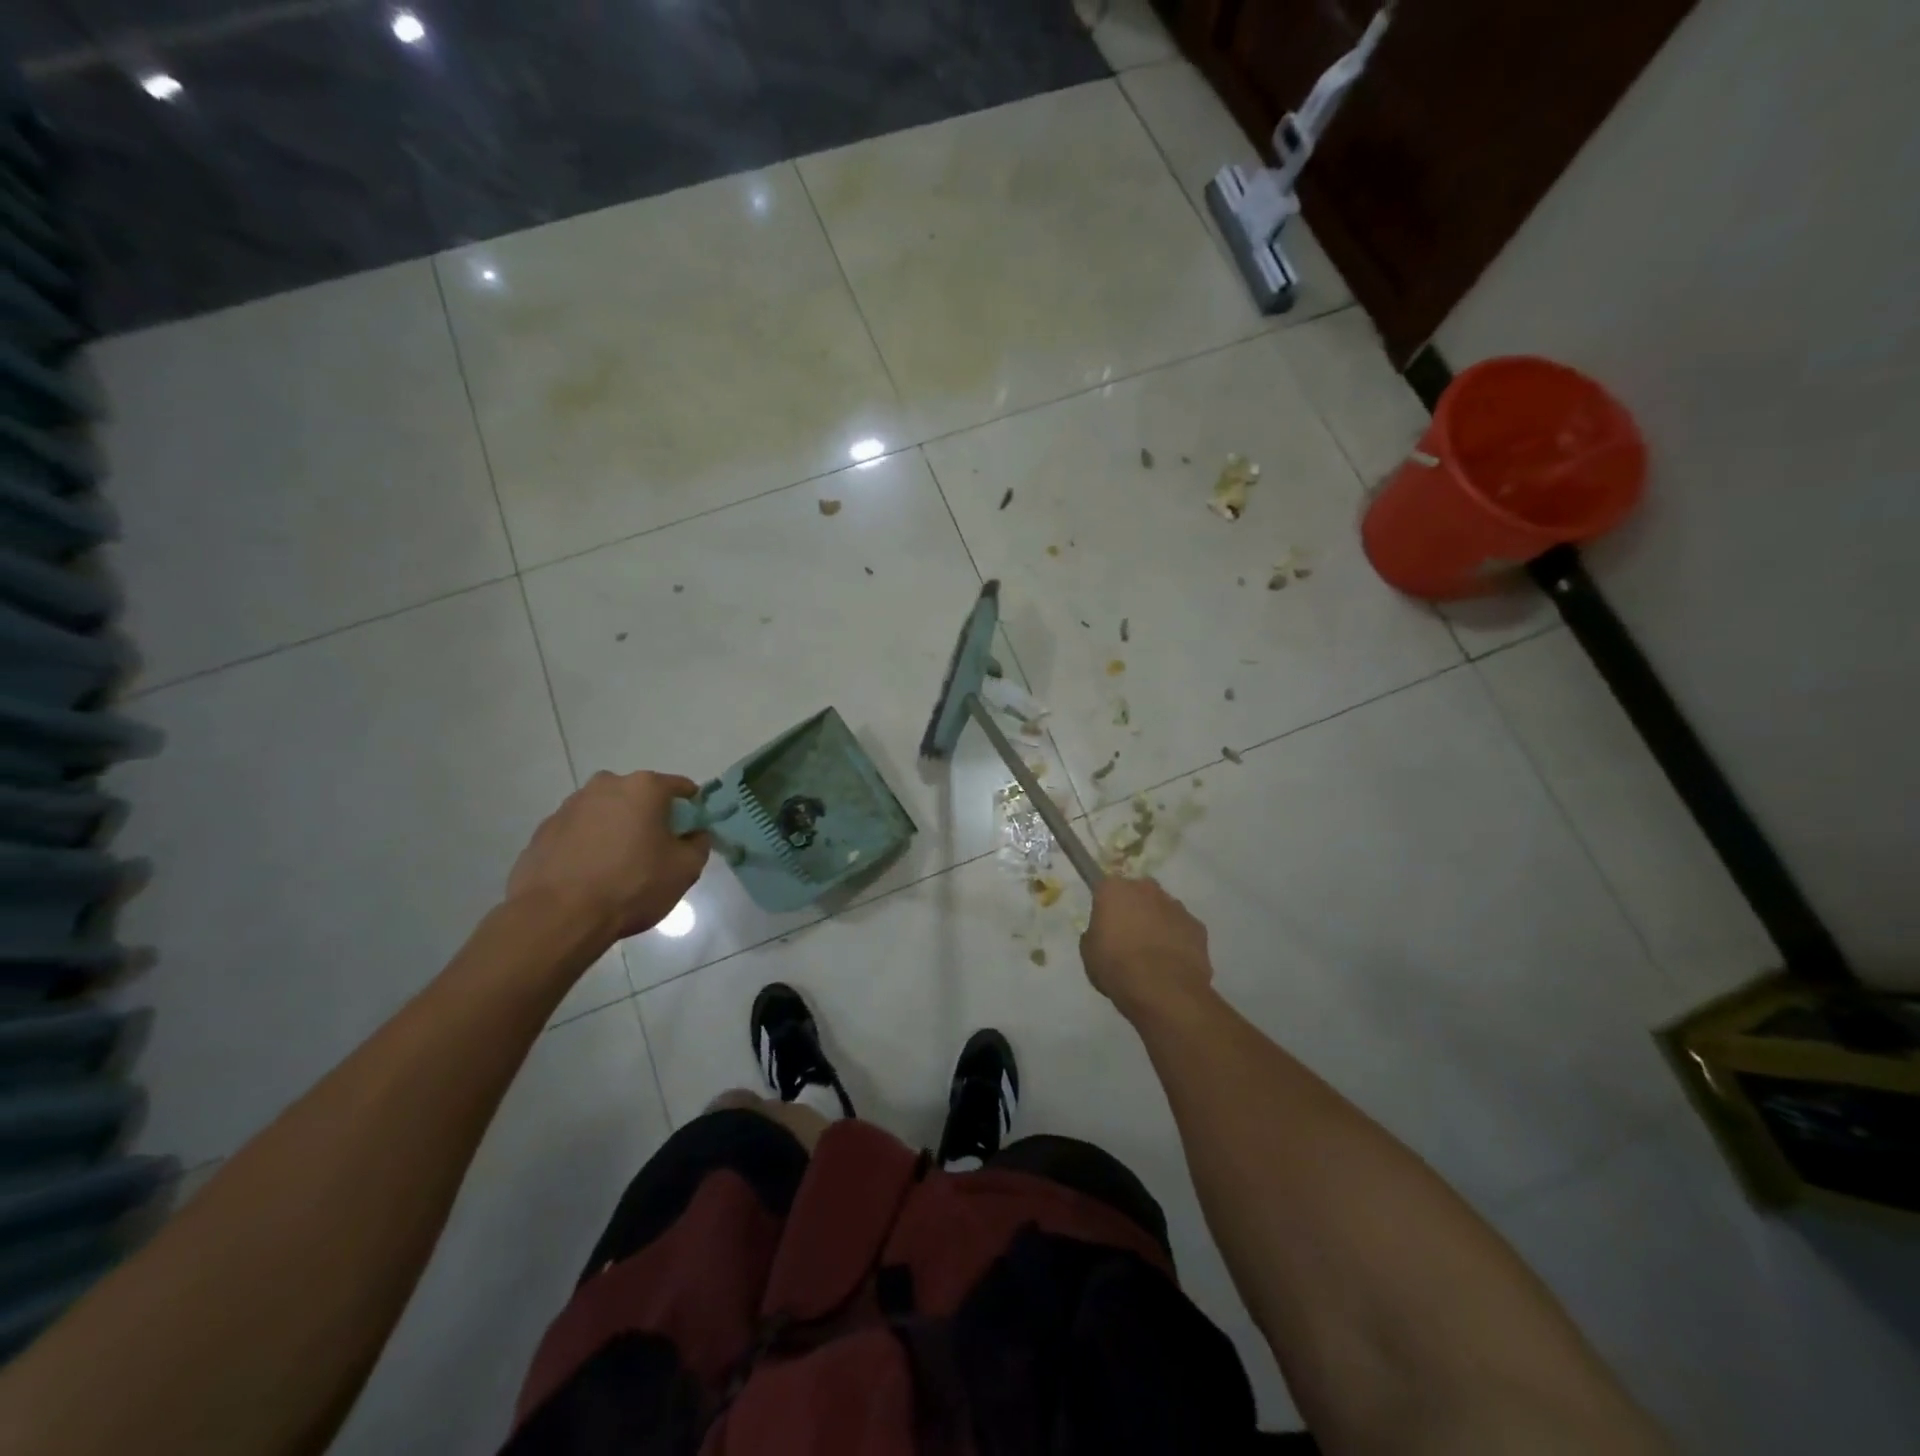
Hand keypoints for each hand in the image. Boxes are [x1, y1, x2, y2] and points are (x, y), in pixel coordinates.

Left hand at [507, 771, 710, 940]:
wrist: (558, 916)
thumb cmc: (632, 885)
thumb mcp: (685, 869)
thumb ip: (699, 844)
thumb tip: (694, 835)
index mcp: (644, 788)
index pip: (679, 786)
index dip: (691, 807)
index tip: (692, 830)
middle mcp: (605, 785)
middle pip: (639, 796)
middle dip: (650, 816)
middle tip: (655, 849)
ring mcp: (570, 806)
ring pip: (606, 811)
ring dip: (616, 828)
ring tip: (618, 865)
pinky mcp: (544, 830)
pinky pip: (579, 831)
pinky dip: (588, 844)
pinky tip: (590, 874)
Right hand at [1080, 877, 1212, 1018]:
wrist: (1163, 990)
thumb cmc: (1116, 967)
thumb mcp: (1089, 953)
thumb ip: (1095, 934)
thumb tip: (1103, 933)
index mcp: (1114, 889)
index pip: (1106, 887)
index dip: (1106, 905)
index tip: (1106, 923)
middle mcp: (1146, 888)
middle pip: (1138, 893)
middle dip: (1134, 908)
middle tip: (1128, 935)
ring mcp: (1176, 906)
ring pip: (1163, 909)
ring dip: (1157, 923)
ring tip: (1153, 953)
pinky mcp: (1197, 926)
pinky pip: (1182, 928)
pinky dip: (1178, 939)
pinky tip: (1172, 962)